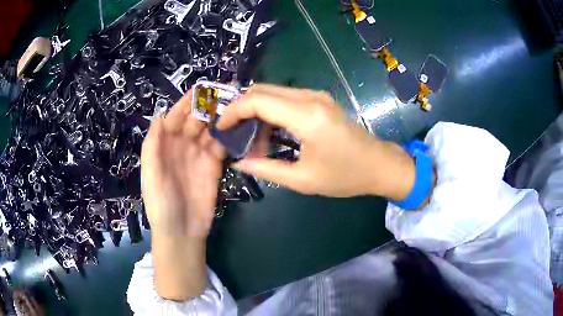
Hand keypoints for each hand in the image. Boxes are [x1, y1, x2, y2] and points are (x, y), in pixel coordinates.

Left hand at [141, 91, 224, 300]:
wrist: (182, 231)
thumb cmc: (161, 204)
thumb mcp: (151, 175)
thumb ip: (153, 146)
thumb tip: (160, 116)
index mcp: (164, 145)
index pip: (174, 118)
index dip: (184, 104)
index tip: (199, 90)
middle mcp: (181, 145)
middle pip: (194, 120)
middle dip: (206, 107)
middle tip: (223, 94)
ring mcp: (199, 154)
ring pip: (210, 129)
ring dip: (219, 118)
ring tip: (233, 106)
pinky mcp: (214, 165)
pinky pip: (221, 145)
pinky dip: (228, 135)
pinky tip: (236, 126)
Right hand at [218, 84, 415, 199]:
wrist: (379, 165)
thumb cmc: (345, 176)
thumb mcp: (303, 180)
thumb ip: (266, 169)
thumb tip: (239, 162)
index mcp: (306, 116)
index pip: (257, 101)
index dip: (233, 112)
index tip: (221, 128)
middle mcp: (310, 97)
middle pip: (262, 90)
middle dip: (241, 108)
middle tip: (233, 133)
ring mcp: (316, 95)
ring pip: (272, 92)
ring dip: (256, 110)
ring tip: (253, 139)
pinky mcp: (319, 99)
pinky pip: (285, 97)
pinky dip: (271, 110)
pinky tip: (270, 132)